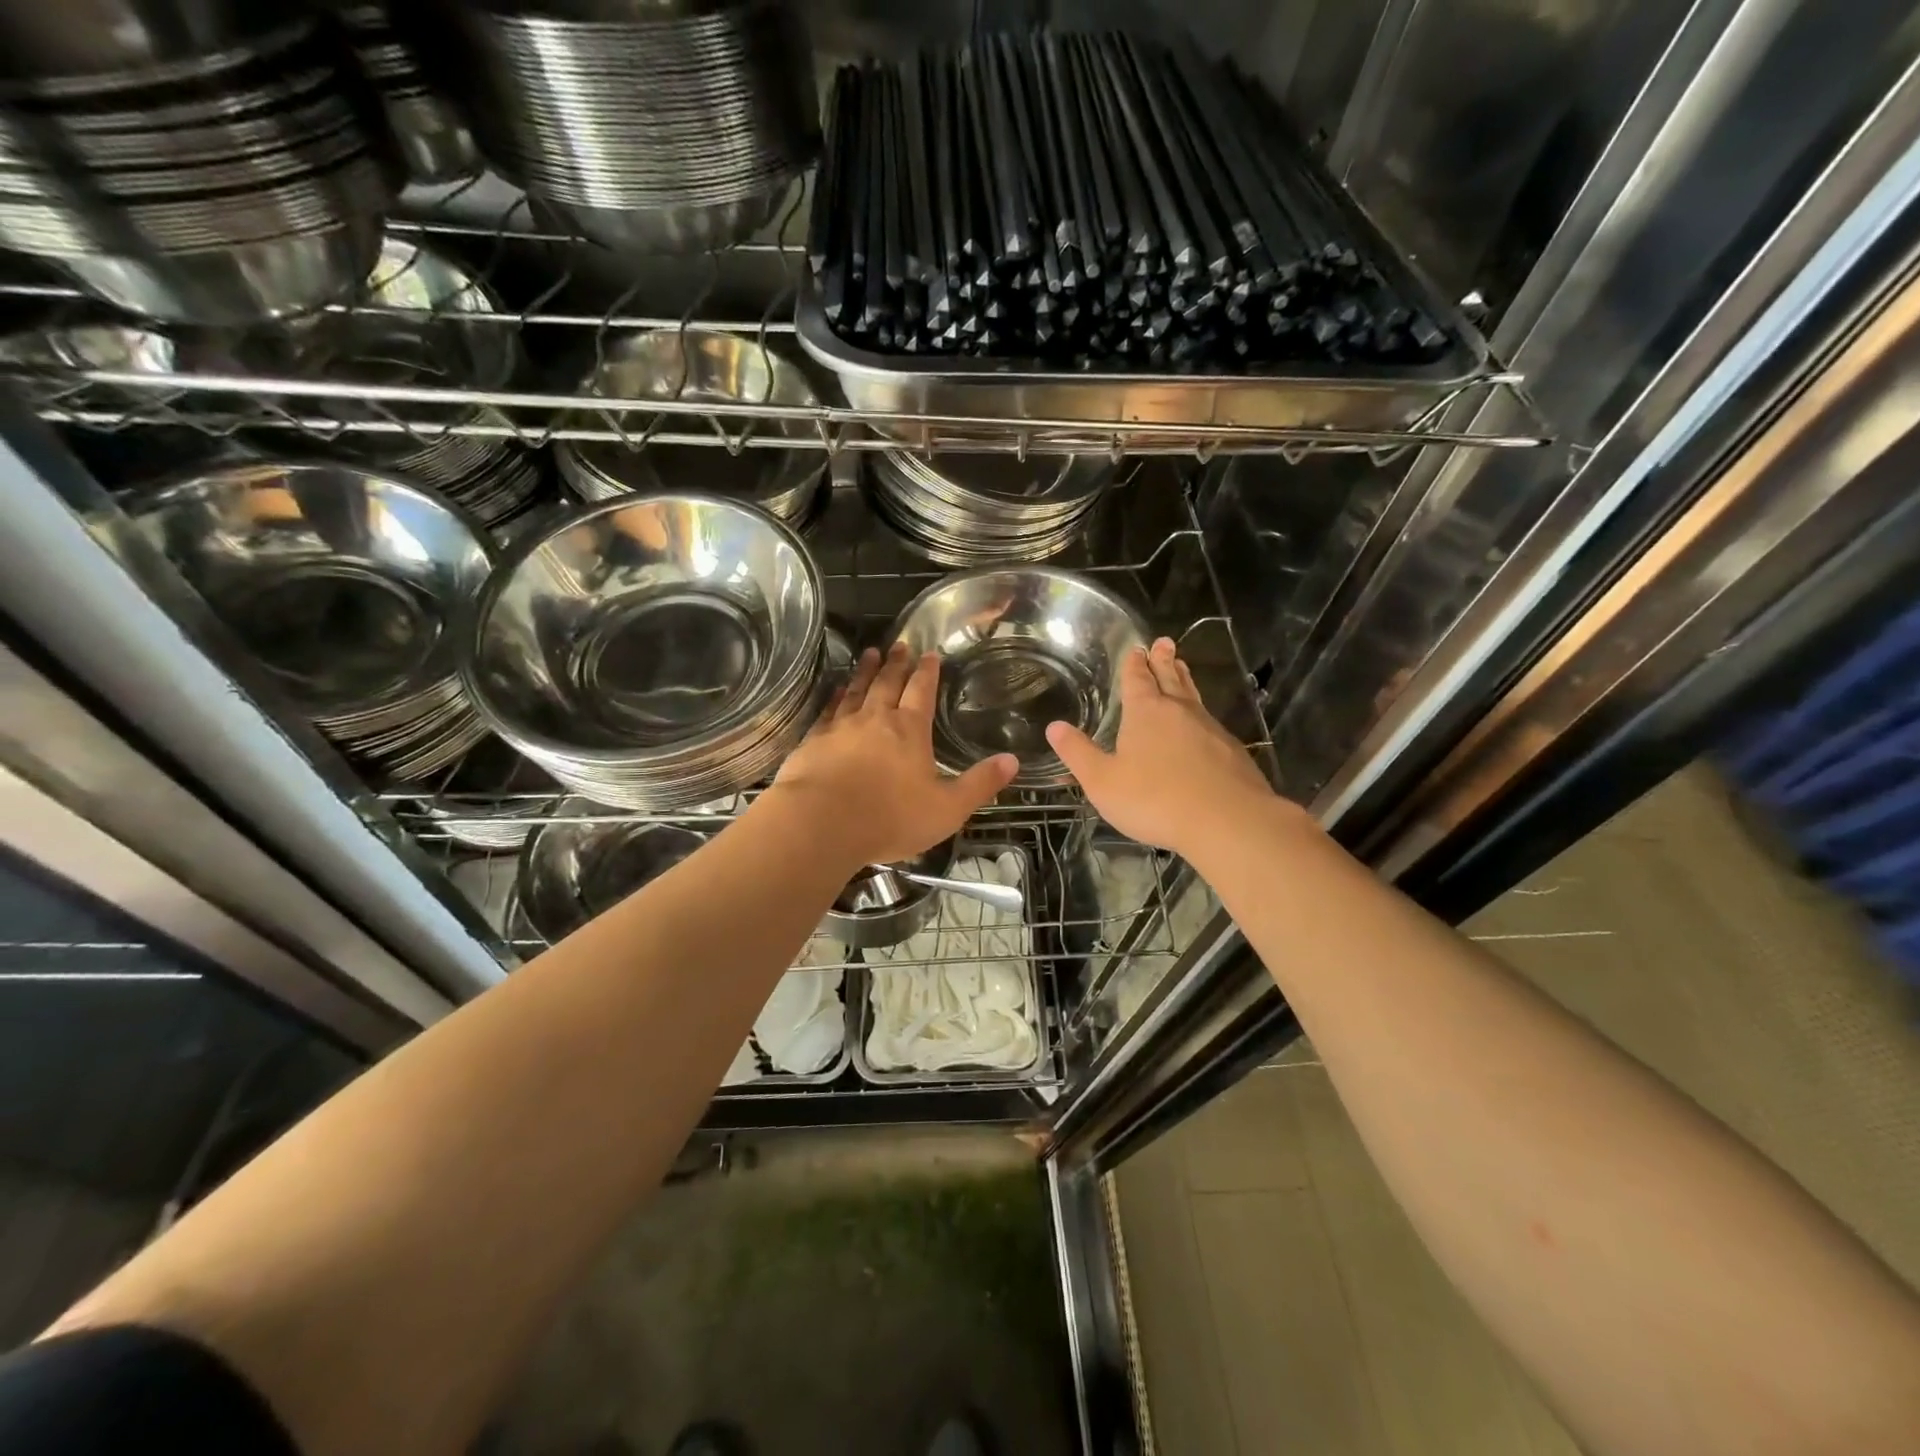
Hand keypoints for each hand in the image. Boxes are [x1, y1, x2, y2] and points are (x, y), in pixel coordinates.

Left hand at [769, 643, 1017, 870]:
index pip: (921, 691)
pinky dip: (834, 697)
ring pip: (856, 691)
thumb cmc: (890, 818)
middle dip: (896, 663)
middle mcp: (875, 720)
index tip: (930, 654)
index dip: (928, 672)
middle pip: (888, 683)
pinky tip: (836, 691)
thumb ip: (979, 784)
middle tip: (900, 644)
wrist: (822, 824)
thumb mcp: (947, 808)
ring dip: (865, 671)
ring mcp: (841, 728)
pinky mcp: (814, 742)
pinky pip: (828, 711)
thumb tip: (1013, 761)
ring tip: (869, 654)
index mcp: (910, 731)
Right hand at [1047, 637, 1278, 859]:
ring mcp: (1210, 729)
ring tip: (1182, 668)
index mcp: (1145, 713)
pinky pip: (1211, 723)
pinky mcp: (1232, 751)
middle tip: (1165, 642)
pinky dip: (1201, 715)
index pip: (1137, 680)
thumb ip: (1078, 753)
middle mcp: (1179, 712)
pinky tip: (1203, 725)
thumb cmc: (1154, 799)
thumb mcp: (1103, 781)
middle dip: (1164, 661)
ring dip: (1185, 680)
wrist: (1227, 821)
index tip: (1137, 648)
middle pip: (1170, 678)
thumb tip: (1054, 726)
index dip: (1134, 664)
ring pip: (1193, 697)